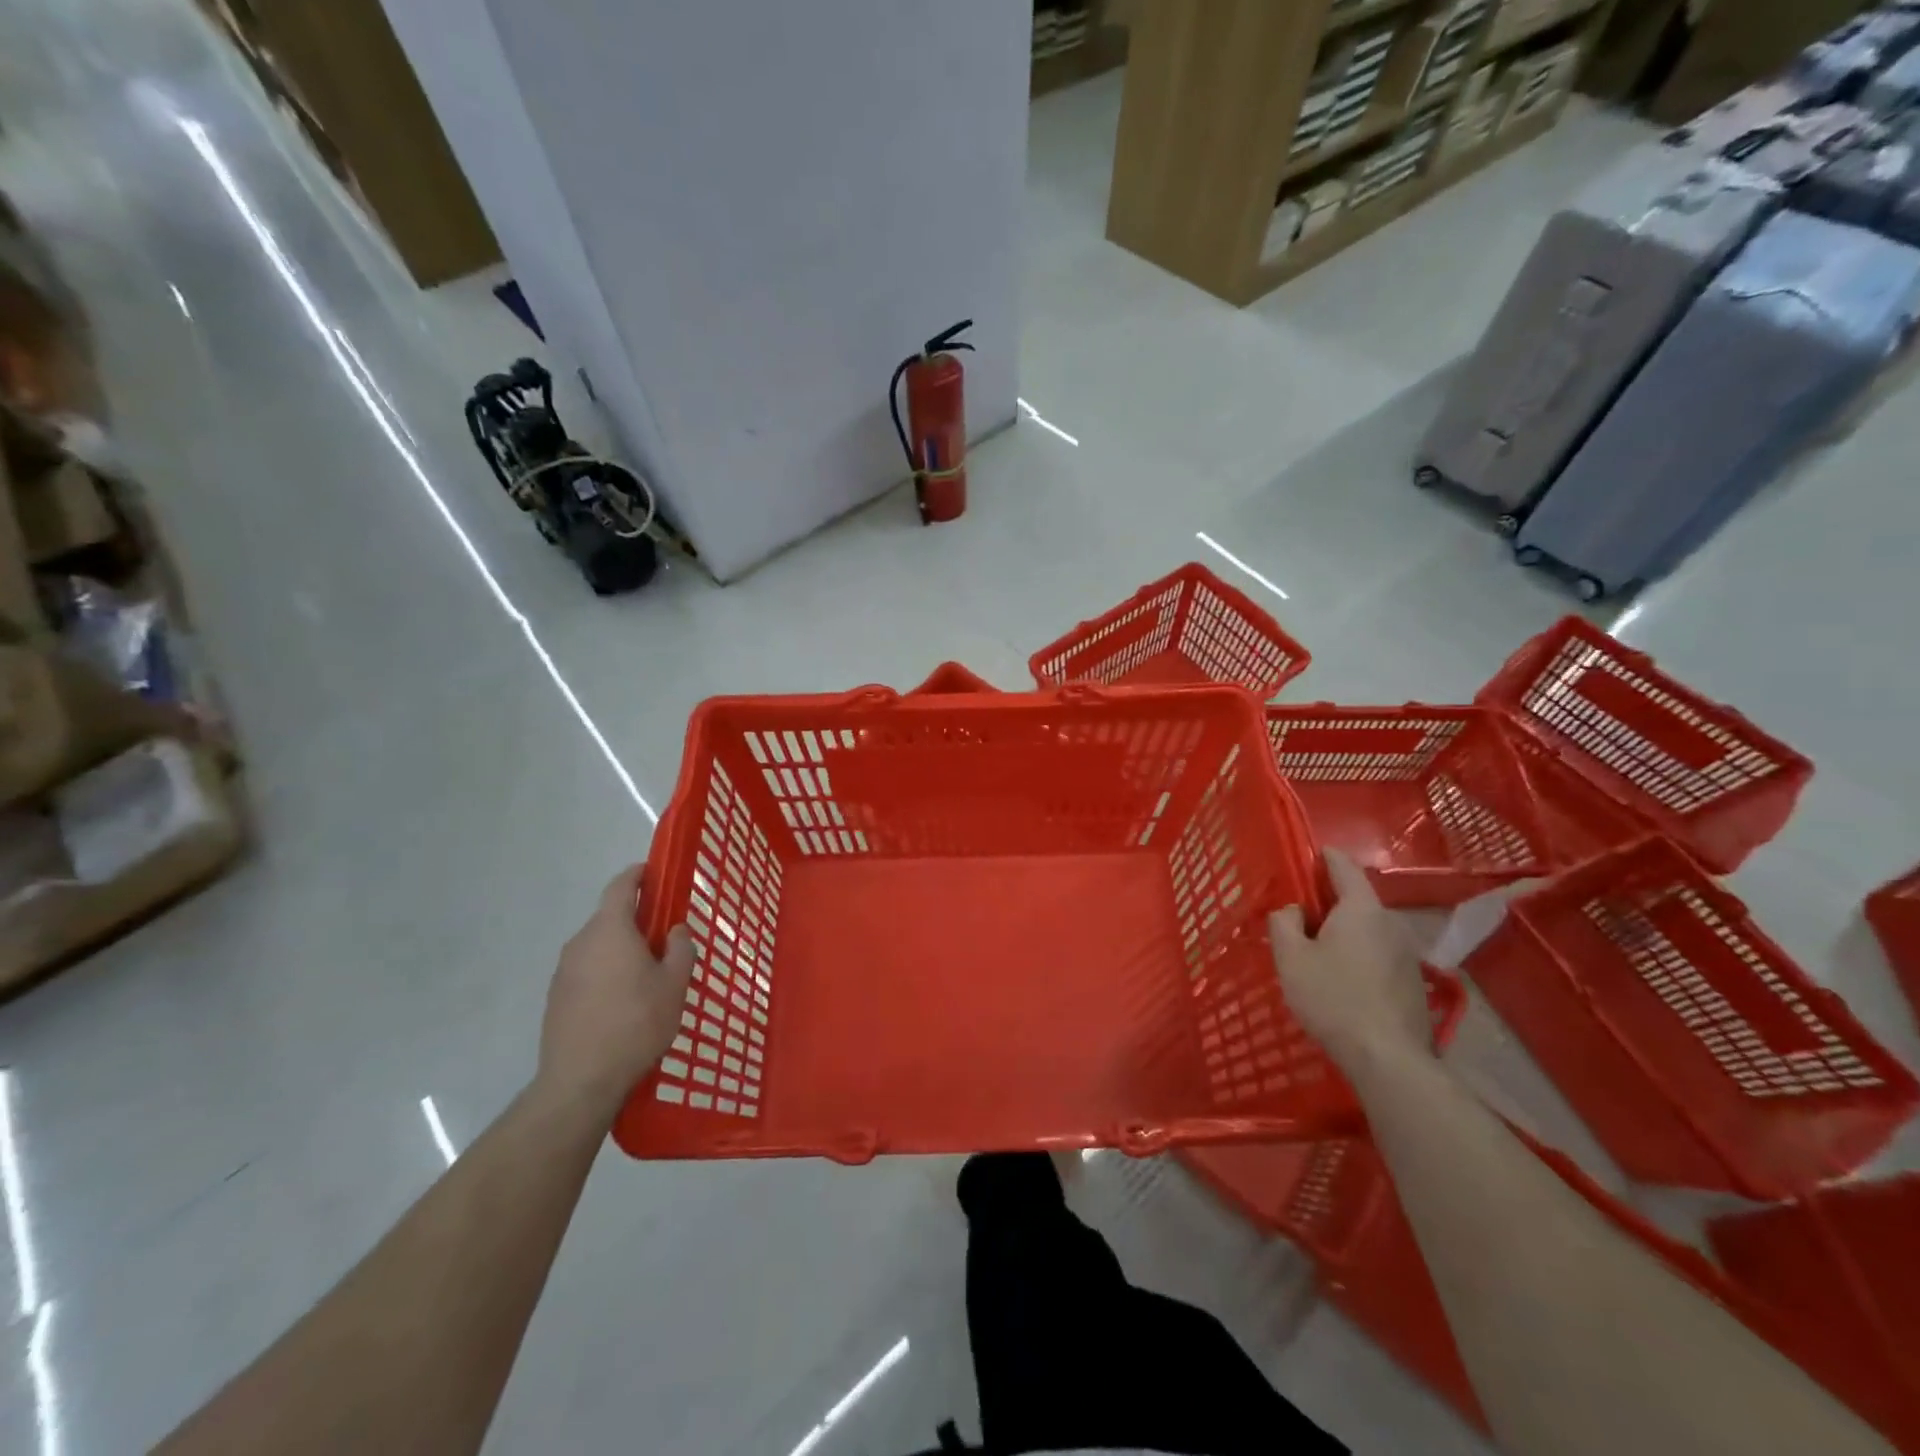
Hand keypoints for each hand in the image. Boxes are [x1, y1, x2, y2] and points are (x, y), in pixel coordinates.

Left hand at [538, 865, 693, 1117]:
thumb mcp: (674, 984)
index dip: (637, 875)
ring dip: (621, 948)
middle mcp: (582, 942)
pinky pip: (587, 970)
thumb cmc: (636, 1023)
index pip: (621, 887)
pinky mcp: (556, 997)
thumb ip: (680, 949)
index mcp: (611, 930)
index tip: (653, 871)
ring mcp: (564, 971)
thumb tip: (675, 930)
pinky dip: (606, 972)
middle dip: (636, 919)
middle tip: (664, 935)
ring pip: (598, 946)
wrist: (580, 1081)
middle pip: (609, 917)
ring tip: (647, 973)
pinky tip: (624, 1000)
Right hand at [1271, 848, 1432, 1076]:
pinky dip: (1360, 956)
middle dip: (1329, 902)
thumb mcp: (1291, 957)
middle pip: (1356, 900)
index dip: (1323, 857)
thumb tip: (1292, 909)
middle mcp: (1391, 923)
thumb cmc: (1332, 998)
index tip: (1306, 857)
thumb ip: (1283, 922)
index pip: (1344, 866)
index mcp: (1361, 909)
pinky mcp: (1414, 982)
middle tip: (1300, 916)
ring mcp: (1408, 954)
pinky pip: (1380, 954)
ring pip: (1369, 929)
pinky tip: (1343, 981)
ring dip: (1345, 932)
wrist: (1388, 1059)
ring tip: (1319, 952)